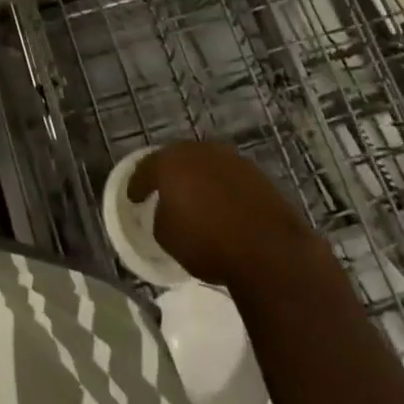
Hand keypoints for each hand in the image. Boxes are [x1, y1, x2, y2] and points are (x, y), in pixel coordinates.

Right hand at [128, 141, 308, 285]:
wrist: (270, 251)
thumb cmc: (208, 244)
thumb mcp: (168, 238)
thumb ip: (160, 218)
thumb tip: (167, 213)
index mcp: (170, 162)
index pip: (145, 169)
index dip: (137, 184)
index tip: (133, 197)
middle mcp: (198, 151)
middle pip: (176, 160)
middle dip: (169, 175)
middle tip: (163, 192)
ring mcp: (230, 160)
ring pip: (205, 166)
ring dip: (199, 180)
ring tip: (196, 200)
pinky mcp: (257, 175)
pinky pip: (229, 179)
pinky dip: (222, 190)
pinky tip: (223, 207)